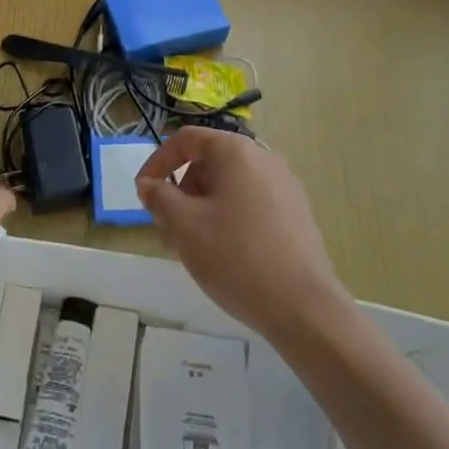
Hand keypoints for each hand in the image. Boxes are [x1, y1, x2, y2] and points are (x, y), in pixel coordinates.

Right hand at [136, 127, 350, 342]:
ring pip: (230, 186)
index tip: (143, 193)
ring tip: (195, 247)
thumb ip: (159, 198)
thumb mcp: (185, 226)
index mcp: (235, 151)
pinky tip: (227, 254)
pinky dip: (230, 217)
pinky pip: (251, 203)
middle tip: (169, 228)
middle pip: (209, 162)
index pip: (186, 140)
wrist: (304, 308)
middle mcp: (263, 158)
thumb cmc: (236, 257)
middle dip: (182, 190)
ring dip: (204, 207)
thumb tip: (149, 184)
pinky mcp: (297, 213)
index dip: (158, 162)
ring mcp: (285, 185)